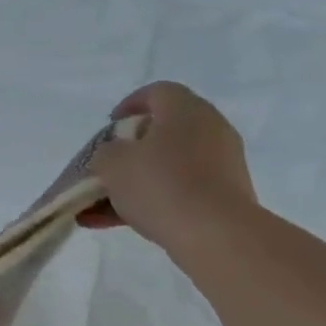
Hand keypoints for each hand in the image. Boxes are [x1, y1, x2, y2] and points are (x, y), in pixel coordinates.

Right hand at [80, 82, 258, 255]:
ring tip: (100, 206)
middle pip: (163, 131)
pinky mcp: (224, 194)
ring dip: (134, 181)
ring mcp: (221, 163)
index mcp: (185, 110)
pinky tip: (117, 223)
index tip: (109, 125)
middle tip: (106, 166)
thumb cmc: (160, 184)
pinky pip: (179, 190)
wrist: (215, 233)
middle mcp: (210, 129)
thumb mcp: (112, 163)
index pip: (158, 92)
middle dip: (130, 150)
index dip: (129, 104)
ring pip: (168, 165)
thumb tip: (115, 156)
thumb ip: (106, 152)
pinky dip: (151, 200)